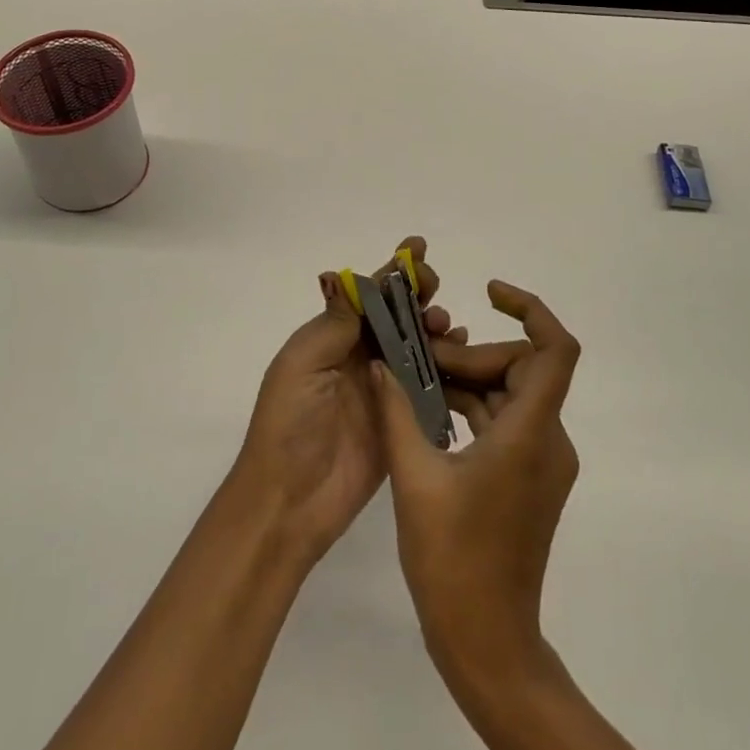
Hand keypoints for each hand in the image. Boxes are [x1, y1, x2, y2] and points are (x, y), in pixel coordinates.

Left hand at [229, 236, 460, 569]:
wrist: (290, 500)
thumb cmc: (289, 423)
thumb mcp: (302, 364)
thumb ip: (333, 324)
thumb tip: (346, 277)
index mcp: (329, 338)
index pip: (365, 296)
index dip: (391, 272)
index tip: (417, 248)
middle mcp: (357, 357)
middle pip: (394, 316)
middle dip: (417, 294)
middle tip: (435, 287)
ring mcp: (381, 387)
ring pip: (415, 345)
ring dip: (433, 327)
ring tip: (447, 324)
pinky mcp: (401, 418)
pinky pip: (428, 383)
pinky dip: (446, 365)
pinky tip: (460, 352)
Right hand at [371, 280, 581, 692]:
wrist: (488, 644)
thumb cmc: (453, 563)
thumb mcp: (415, 479)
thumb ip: (396, 412)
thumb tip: (381, 363)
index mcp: (529, 434)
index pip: (555, 350)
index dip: (530, 309)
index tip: (489, 291)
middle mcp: (548, 440)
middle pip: (520, 367)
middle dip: (471, 355)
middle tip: (419, 359)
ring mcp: (542, 461)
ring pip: (510, 394)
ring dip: (466, 381)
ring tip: (413, 380)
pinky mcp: (529, 478)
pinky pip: (505, 421)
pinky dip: (471, 408)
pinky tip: (428, 412)